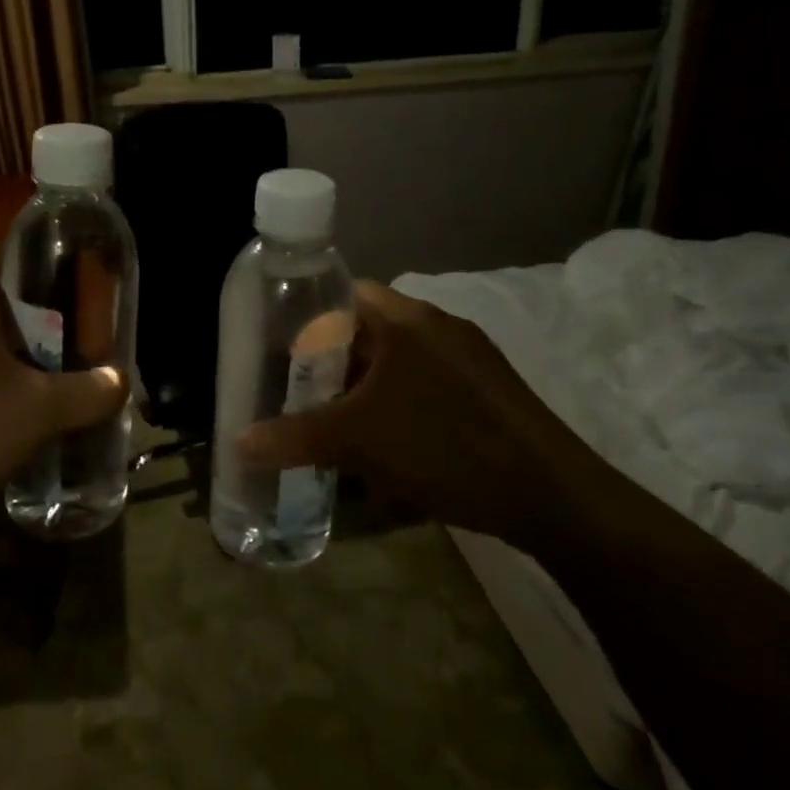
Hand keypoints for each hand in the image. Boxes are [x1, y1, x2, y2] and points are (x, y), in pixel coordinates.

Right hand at [236, 281, 590, 546]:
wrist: (551, 496)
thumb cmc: (442, 446)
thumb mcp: (356, 442)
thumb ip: (293, 437)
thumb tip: (238, 442)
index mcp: (406, 318)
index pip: (342, 293)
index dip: (306, 315)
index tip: (279, 348)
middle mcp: (438, 326)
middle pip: (368, 332)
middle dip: (332, 364)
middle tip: (300, 393)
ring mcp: (469, 359)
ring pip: (399, 364)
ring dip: (365, 391)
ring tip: (337, 426)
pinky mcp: (489, 392)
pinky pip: (427, 387)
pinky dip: (399, 408)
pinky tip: (388, 450)